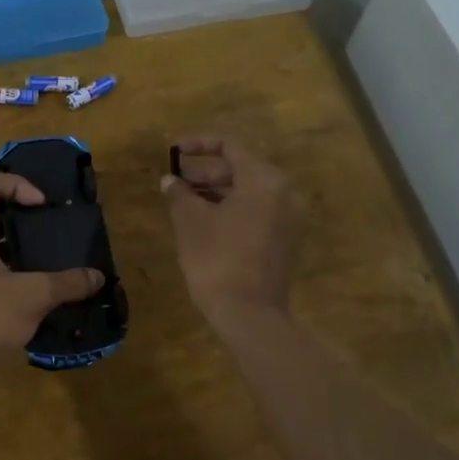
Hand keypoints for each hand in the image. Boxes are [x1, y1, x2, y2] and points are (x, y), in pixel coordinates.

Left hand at [0, 174, 104, 372]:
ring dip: (22, 240)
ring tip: (53, 251)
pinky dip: (17, 265)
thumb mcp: (33, 296)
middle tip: (54, 223)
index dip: (16, 184)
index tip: (42, 205)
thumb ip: (67, 282)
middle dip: (24, 211)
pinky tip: (41, 284)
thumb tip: (98, 276)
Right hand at [161, 135, 300, 325]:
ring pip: (248, 191)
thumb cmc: (217, 260)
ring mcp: (287, 218)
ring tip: (183, 200)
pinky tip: (203, 221)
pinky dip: (230, 208)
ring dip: (216, 190)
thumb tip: (170, 181)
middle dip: (205, 171)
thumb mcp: (190, 222)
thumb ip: (179, 194)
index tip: (173, 152)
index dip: (199, 144)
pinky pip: (256, 211)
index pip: (231, 145)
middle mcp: (283, 192)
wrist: (249, 315)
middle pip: (242, 167)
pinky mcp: (284, 239)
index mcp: (264, 180)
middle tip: (175, 180)